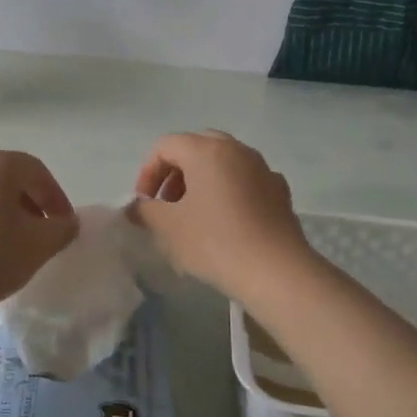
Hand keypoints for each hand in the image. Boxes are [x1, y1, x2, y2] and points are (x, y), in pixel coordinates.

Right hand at [130, 131, 310, 298]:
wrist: (275, 270)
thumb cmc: (214, 241)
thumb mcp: (169, 227)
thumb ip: (146, 210)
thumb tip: (137, 206)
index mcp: (206, 150)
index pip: (166, 145)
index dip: (148, 172)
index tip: (145, 203)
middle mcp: (237, 150)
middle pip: (196, 147)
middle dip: (176, 172)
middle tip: (168, 204)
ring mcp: (263, 168)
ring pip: (224, 163)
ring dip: (202, 181)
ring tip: (194, 215)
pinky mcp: (279, 191)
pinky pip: (246, 181)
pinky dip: (229, 192)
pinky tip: (227, 222)